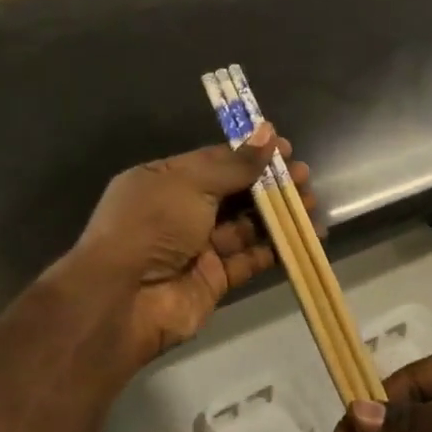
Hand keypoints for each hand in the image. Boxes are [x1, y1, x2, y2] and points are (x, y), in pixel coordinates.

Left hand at [73, 124, 313, 370]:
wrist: (122, 299)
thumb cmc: (152, 224)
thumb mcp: (191, 183)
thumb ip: (235, 164)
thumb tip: (268, 133)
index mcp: (164, 180)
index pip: (214, 162)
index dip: (250, 155)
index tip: (286, 150)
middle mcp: (180, 212)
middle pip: (233, 193)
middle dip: (269, 185)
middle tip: (304, 178)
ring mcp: (197, 247)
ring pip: (245, 226)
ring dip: (278, 215)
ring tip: (310, 203)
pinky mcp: (214, 279)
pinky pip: (249, 259)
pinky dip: (276, 248)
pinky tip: (304, 237)